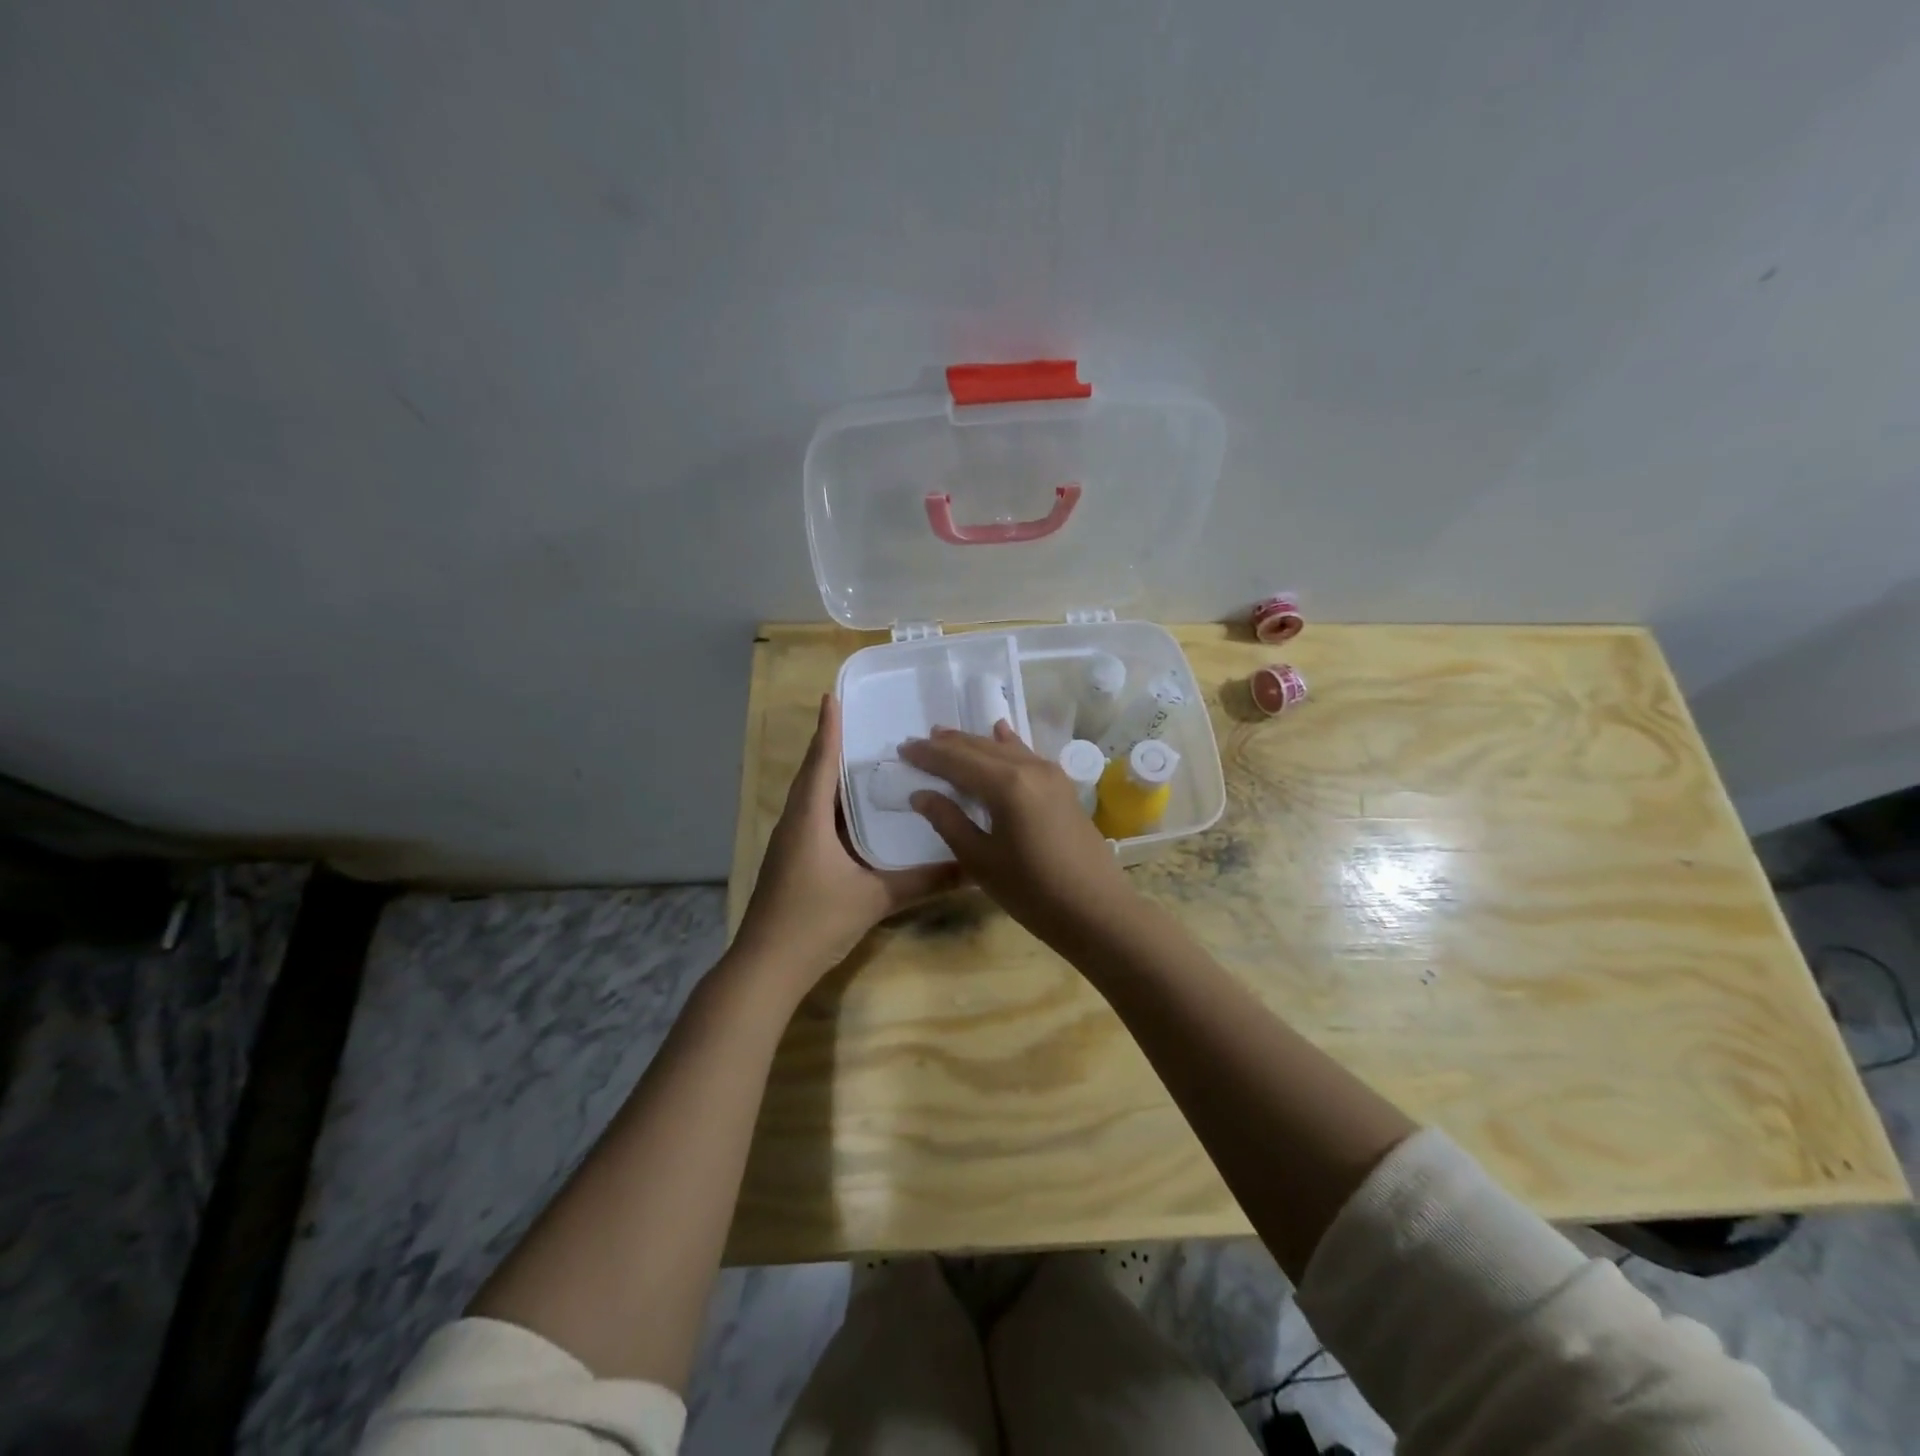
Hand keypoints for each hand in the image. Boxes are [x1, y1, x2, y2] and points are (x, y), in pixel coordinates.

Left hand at [735, 694, 958, 993]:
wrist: (767, 967)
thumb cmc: (815, 922)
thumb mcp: (874, 899)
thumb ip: (922, 881)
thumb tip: (970, 868)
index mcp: (809, 819)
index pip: (820, 762)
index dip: (829, 728)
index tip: (833, 695)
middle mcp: (795, 822)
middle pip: (813, 774)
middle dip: (833, 746)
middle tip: (864, 723)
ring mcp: (790, 843)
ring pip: (812, 797)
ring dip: (832, 775)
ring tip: (865, 759)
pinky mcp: (793, 861)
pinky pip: (814, 818)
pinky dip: (833, 804)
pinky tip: (857, 812)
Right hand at [899, 723, 1135, 946]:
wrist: (1096, 910)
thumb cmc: (1032, 892)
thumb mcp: (980, 860)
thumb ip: (949, 821)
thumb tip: (921, 794)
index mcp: (1006, 784)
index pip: (956, 761)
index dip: (928, 755)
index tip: (902, 749)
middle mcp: (1029, 768)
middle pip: (979, 748)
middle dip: (947, 745)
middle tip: (918, 743)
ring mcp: (1050, 774)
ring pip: (1003, 748)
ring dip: (973, 743)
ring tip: (946, 736)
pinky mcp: (1062, 786)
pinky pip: (1026, 755)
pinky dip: (1007, 744)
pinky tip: (1000, 731)